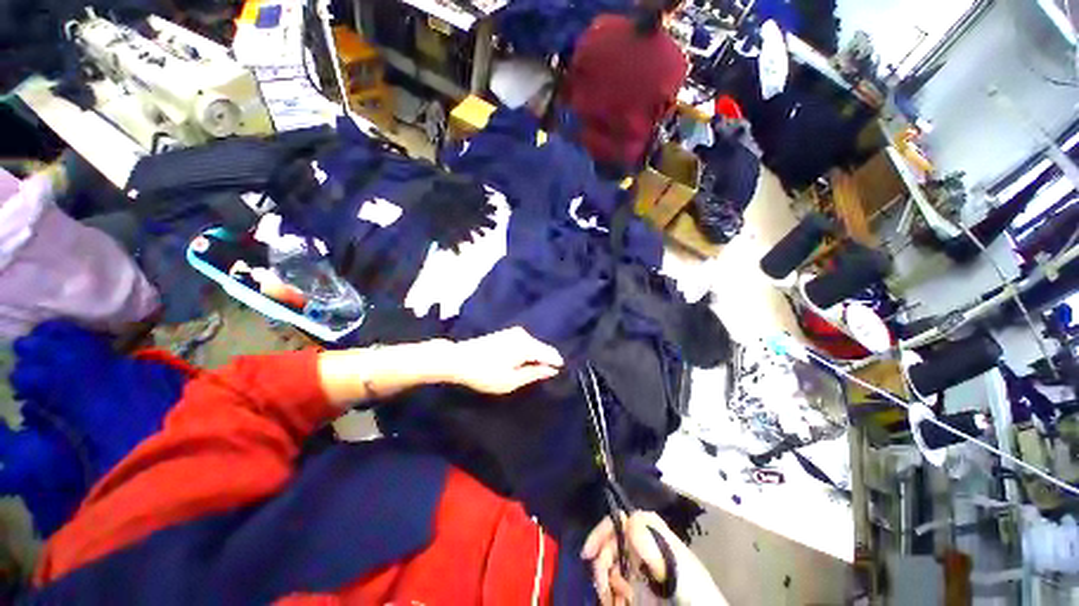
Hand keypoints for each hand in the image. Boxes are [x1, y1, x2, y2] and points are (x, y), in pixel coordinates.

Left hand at [447, 327, 563, 394]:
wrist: (458, 359)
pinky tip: (519, 363)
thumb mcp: (511, 380)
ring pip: (534, 346)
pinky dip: (526, 353)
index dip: (556, 365)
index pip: (551, 353)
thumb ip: (534, 373)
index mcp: (527, 345)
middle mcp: (524, 334)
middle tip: (541, 377)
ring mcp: (515, 332)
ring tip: (530, 372)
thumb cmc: (485, 373)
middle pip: (543, 348)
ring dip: (535, 357)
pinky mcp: (507, 333)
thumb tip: (552, 370)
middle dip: (545, 361)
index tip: (557, 376)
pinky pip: (525, 343)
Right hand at [582, 512, 724, 605]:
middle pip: (610, 545)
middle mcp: (641, 540)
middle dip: (603, 567)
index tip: (587, 555)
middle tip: (603, 592)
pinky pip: (618, 583)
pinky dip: (613, 594)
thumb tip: (627, 518)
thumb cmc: (691, 586)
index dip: (600, 535)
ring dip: (607, 584)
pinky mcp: (639, 581)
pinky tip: (618, 603)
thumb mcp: (672, 564)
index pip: (617, 520)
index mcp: (649, 528)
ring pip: (611, 566)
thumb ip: (649, 543)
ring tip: (613, 602)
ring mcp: (640, 561)